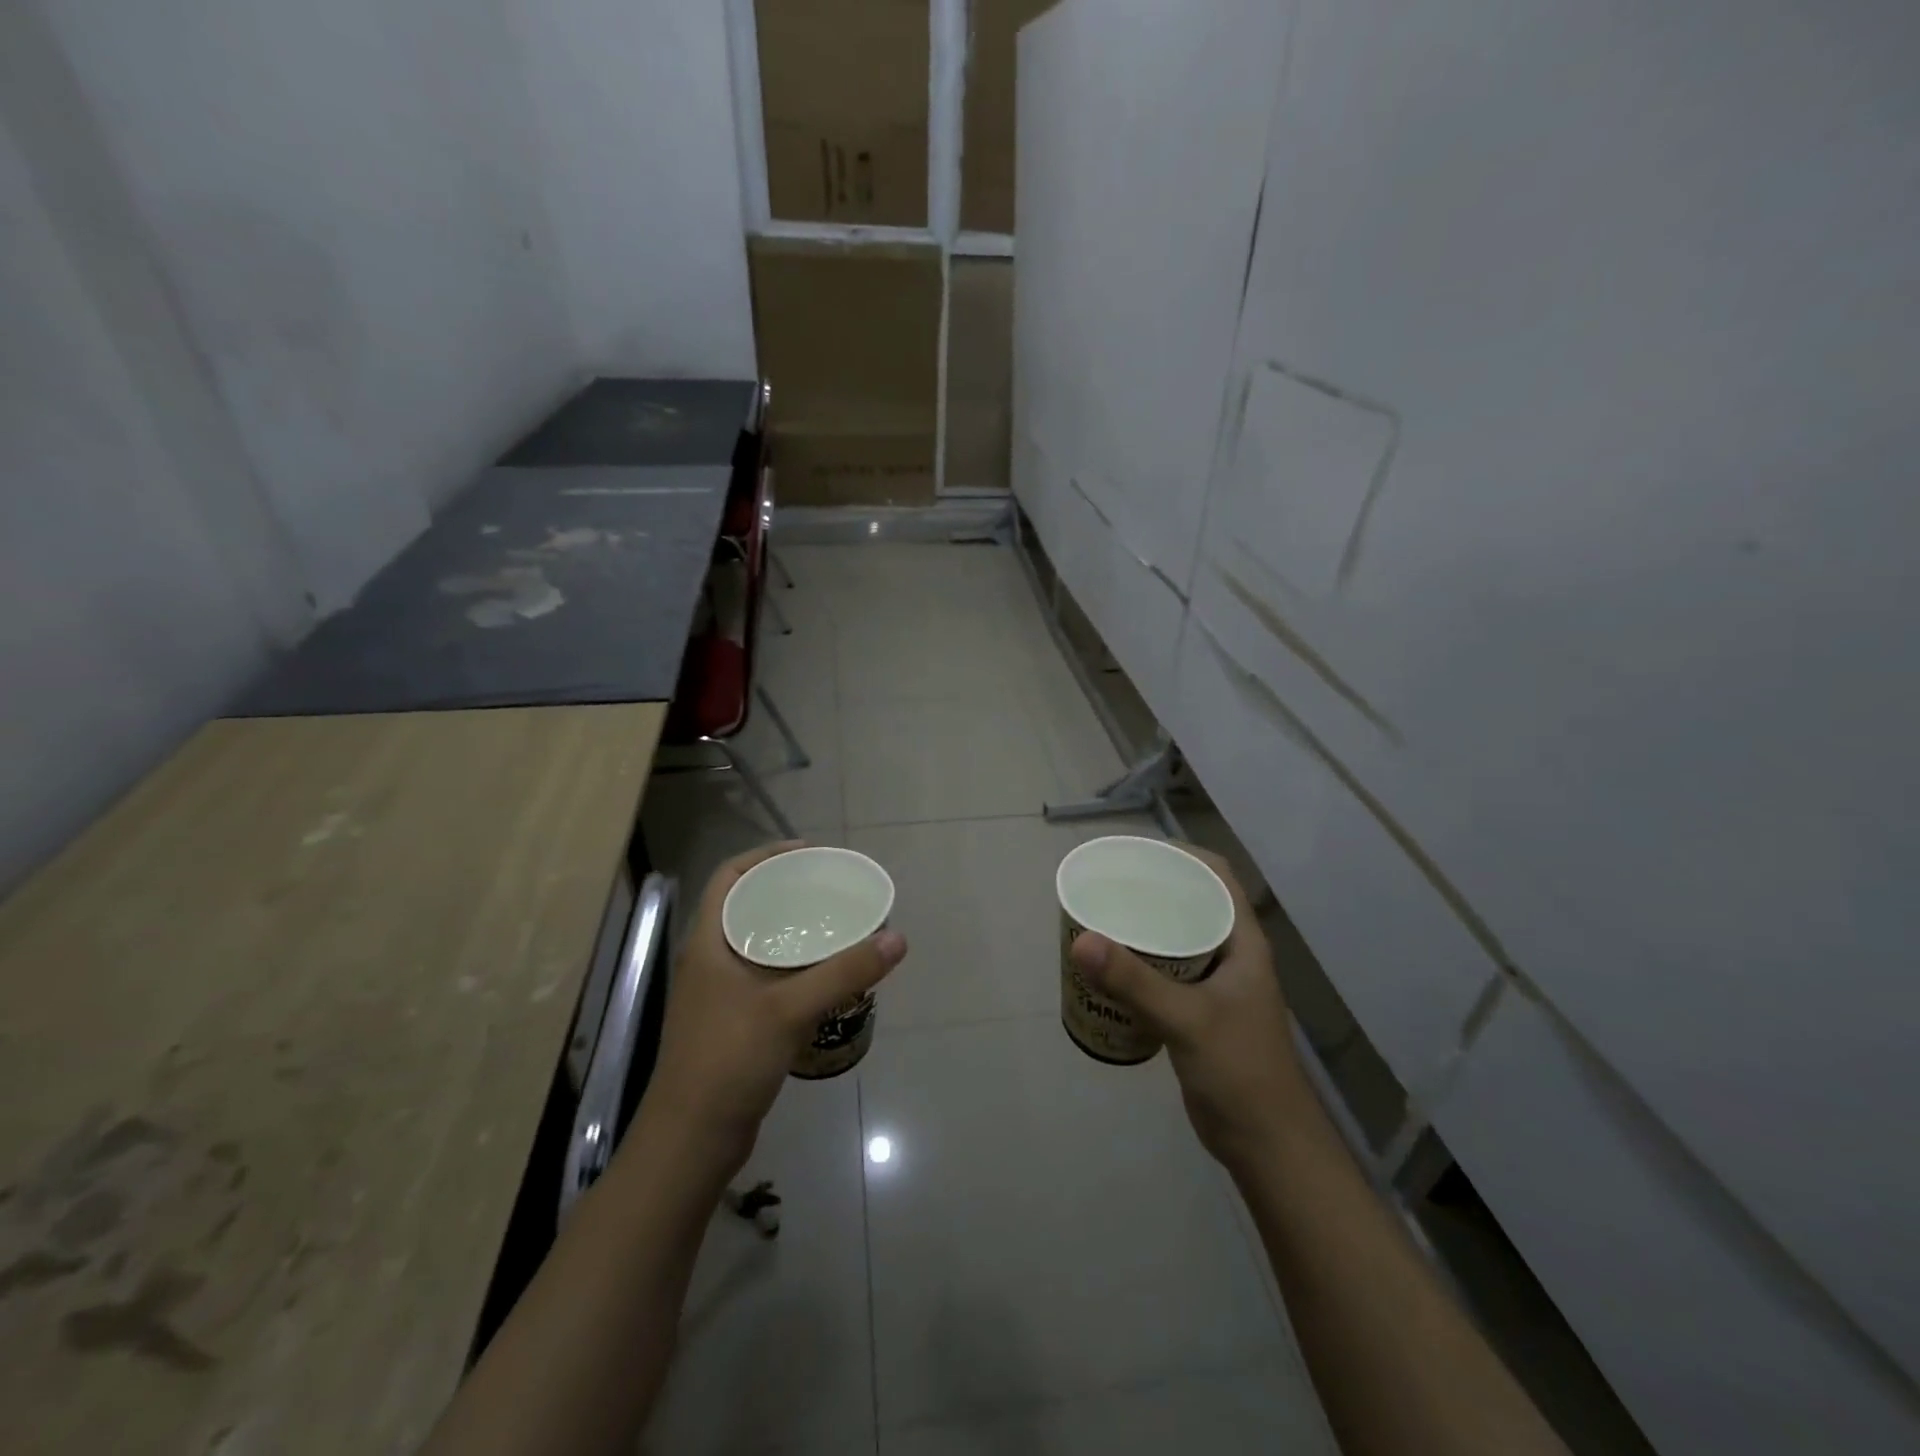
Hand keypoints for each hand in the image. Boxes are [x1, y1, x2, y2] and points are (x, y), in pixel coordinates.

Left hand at [644, 842, 907, 1175]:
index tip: (810, 853)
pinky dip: (795, 965)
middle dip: (787, 890)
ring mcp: (720, 993)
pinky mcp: (734, 1021)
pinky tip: (826, 974)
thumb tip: (896, 938)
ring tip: (836, 923)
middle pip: (748, 906)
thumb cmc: (728, 1059)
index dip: (765, 855)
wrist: (692, 1140)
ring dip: (793, 929)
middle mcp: (711, 959)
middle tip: (831, 887)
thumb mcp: (789, 1009)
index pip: (730, 876)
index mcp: (708, 941)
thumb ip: (844, 972)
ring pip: (759, 942)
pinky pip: (768, 975)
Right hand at [1069, 845, 1309, 1174]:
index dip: (1180, 854)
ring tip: (1100, 917)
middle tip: (1106, 884)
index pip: (1216, 875)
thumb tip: (1081, 941)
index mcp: (1242, 942)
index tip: (1135, 852)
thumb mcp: (1187, 1020)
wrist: (1267, 1145)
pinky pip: (1166, 972)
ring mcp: (1216, 986)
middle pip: (1191, 902)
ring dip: (1143, 926)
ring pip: (1176, 938)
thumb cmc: (1240, 1072)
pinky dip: (1139, 962)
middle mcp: (1231, 955)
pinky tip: (1109, 968)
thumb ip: (1135, 981)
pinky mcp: (1199, 1013)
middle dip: (1151, 888)